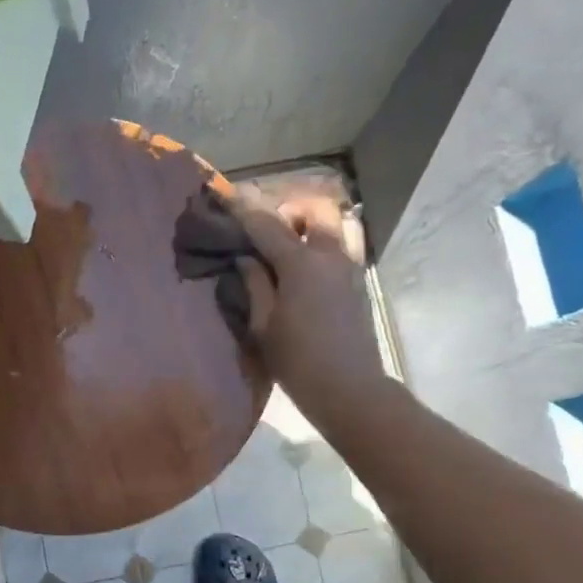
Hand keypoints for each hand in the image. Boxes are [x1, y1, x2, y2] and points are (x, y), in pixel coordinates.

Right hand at [229, 191, 390, 424]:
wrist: (349, 389)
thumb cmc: (298, 362)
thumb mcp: (263, 326)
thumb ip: (254, 284)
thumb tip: (246, 258)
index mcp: (301, 264)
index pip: (267, 224)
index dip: (243, 207)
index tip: (224, 193)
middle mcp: (330, 255)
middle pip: (315, 208)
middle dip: (289, 207)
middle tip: (268, 228)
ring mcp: (350, 266)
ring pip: (336, 222)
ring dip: (311, 222)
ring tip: (291, 243)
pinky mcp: (358, 282)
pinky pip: (342, 244)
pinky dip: (322, 241)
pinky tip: (304, 267)